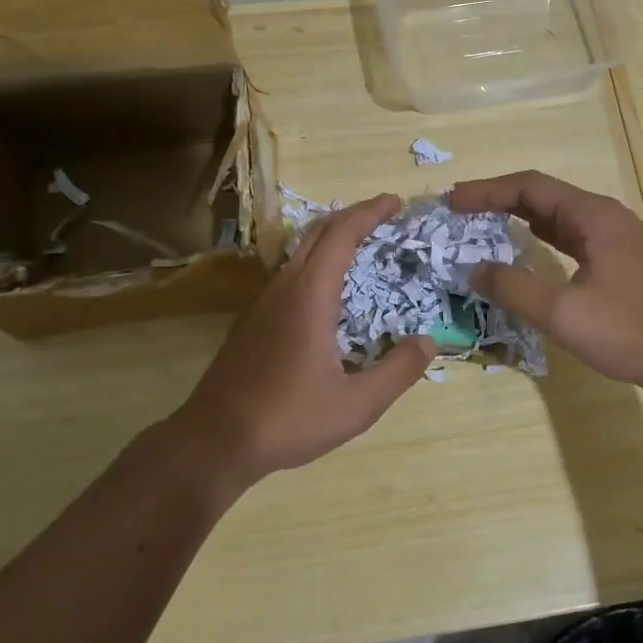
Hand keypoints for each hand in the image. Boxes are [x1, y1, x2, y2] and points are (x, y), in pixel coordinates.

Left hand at [179, 192, 437, 481]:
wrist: (214, 441)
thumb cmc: (288, 419)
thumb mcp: (356, 405)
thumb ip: (398, 372)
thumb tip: (428, 342)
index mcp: (309, 296)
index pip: (341, 235)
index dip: (369, 212)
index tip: (395, 201)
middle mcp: (283, 288)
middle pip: (317, 233)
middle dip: (351, 217)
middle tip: (384, 216)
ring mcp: (261, 303)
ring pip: (298, 252)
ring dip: (330, 239)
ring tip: (361, 247)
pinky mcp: (251, 321)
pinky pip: (288, 274)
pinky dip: (315, 263)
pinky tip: (327, 293)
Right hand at [449, 170, 642, 398]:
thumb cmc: (630, 332)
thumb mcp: (564, 313)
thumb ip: (514, 288)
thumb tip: (474, 269)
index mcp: (594, 216)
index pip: (530, 187)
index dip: (487, 191)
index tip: (451, 202)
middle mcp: (605, 217)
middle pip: (543, 196)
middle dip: (499, 200)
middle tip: (459, 212)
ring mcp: (616, 239)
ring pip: (558, 216)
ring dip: (519, 217)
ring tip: (481, 224)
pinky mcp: (620, 261)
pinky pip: (571, 236)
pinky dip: (540, 237)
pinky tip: (525, 247)